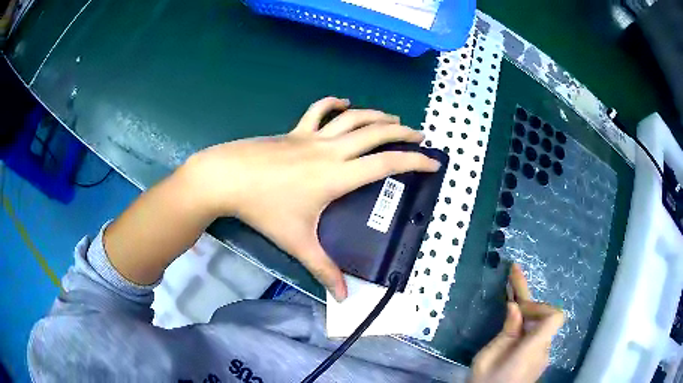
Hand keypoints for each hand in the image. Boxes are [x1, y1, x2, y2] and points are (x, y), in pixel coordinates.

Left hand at [187, 97, 439, 300]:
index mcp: (337, 176)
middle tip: (419, 135)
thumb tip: (342, 297)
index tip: (433, 162)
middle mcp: (330, 150)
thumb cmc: (264, 208)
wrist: (227, 177)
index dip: (414, 162)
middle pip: (375, 133)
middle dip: (402, 132)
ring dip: (375, 115)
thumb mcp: (297, 241)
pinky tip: (344, 102)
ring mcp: (311, 136)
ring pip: (352, 118)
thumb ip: (322, 269)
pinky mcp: (294, 130)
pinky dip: (333, 103)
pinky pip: (317, 111)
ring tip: (392, 119)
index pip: (386, 165)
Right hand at [470, 264, 564, 382]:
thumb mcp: (486, 359)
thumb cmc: (485, 382)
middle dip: (527, 297)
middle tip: (513, 271)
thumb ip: (505, 333)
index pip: (554, 317)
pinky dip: (526, 325)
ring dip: (526, 311)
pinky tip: (513, 323)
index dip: (538, 306)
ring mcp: (542, 355)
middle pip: (544, 317)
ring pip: (539, 326)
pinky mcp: (537, 360)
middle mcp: (543, 350)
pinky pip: (535, 336)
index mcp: (531, 349)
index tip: (517, 306)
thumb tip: (515, 308)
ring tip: (511, 293)